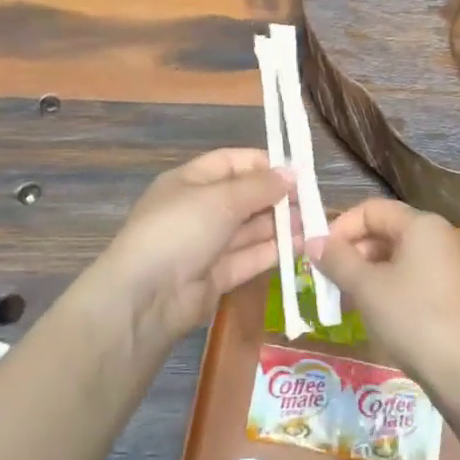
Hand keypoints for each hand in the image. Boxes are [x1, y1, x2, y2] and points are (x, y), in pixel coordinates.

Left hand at [81, 149, 296, 351]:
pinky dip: (274, 250)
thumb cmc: (180, 230)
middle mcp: (199, 210)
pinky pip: (250, 257)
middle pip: (244, 196)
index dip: (264, 164)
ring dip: (281, 224)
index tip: (297, 171)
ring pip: (250, 228)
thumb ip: (260, 186)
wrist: (146, 297)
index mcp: (190, 182)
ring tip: (313, 223)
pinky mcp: (218, 276)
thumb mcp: (221, 199)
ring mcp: (208, 245)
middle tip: (312, 200)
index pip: (231, 162)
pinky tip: (301, 245)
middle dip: (277, 197)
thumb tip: (293, 172)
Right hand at [309, 199, 459, 395]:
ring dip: (368, 273)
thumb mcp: (367, 288)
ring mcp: (452, 265)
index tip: (318, 255)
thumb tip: (314, 242)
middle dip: (353, 252)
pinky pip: (414, 277)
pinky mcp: (456, 293)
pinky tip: (375, 313)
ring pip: (399, 257)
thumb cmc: (414, 318)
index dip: (340, 227)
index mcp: (422, 224)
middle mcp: (441, 236)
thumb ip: (337, 260)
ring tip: (346, 300)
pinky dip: (390, 287)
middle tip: (328, 280)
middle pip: (386, 231)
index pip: (371, 209)